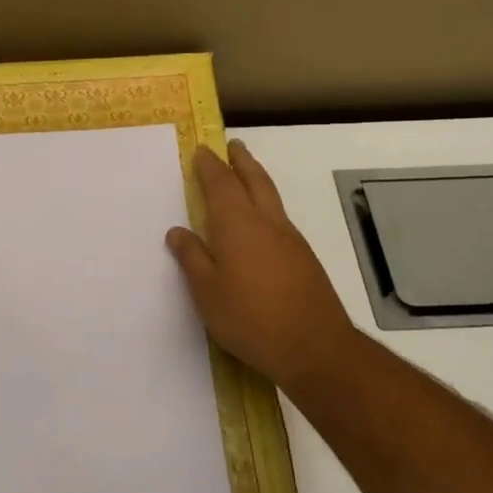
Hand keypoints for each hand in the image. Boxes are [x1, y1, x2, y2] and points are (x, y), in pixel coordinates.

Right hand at [166, 141, 359, 391]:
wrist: (315, 347)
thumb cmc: (250, 318)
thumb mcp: (208, 292)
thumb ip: (193, 258)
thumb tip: (178, 232)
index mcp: (238, 225)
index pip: (221, 184)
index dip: (210, 166)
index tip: (201, 151)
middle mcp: (267, 222)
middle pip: (254, 180)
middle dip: (241, 161)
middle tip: (233, 145)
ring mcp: (290, 239)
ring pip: (271, 197)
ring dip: (257, 179)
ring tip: (246, 174)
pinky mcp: (304, 258)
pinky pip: (280, 217)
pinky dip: (266, 205)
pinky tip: (261, 221)